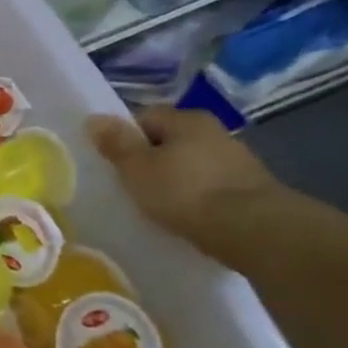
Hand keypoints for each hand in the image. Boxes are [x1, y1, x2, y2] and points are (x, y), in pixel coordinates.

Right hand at [86, 106, 285, 263]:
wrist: (254, 231)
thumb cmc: (185, 192)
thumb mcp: (137, 167)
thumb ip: (116, 143)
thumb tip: (94, 118)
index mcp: (187, 119)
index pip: (144, 117)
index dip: (124, 137)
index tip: (114, 162)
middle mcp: (215, 131)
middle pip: (169, 140)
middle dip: (150, 158)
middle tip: (131, 184)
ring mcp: (236, 160)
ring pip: (190, 163)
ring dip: (174, 178)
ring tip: (157, 204)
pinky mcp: (250, 188)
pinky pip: (208, 185)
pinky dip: (195, 196)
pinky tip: (186, 214)